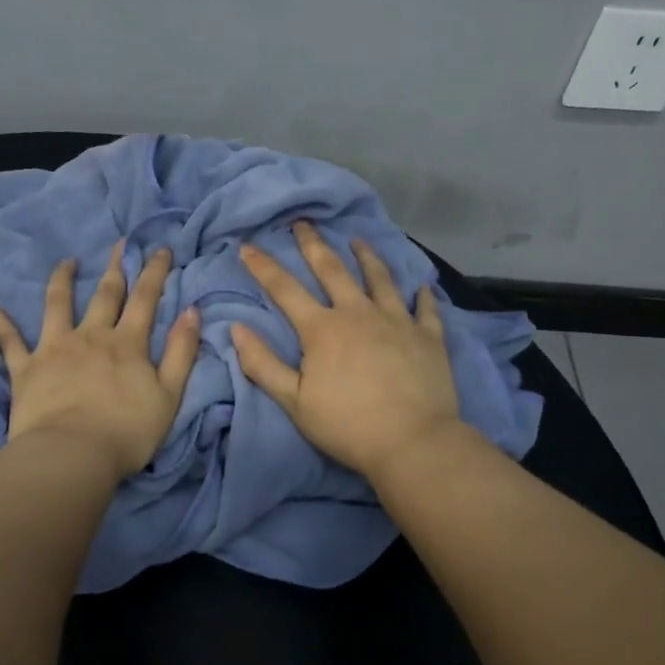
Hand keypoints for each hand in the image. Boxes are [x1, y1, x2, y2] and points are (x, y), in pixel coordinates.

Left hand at [0, 242, 201, 480]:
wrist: (72, 455)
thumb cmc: (127, 431)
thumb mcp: (169, 395)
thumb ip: (182, 352)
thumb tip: (192, 311)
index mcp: (127, 344)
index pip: (146, 300)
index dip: (155, 273)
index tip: (160, 249)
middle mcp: (91, 336)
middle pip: (105, 295)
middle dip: (116, 267)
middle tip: (120, 243)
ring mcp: (55, 348)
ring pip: (57, 305)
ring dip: (62, 281)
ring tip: (65, 262)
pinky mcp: (25, 368)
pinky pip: (10, 342)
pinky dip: (0, 325)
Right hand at [231, 222, 464, 482]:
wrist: (412, 441)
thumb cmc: (346, 424)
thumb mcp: (294, 401)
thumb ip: (263, 364)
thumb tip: (236, 329)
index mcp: (322, 328)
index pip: (285, 289)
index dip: (263, 266)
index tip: (248, 246)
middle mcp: (358, 313)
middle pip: (332, 270)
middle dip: (313, 244)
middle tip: (304, 223)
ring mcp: (397, 320)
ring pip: (379, 278)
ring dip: (366, 256)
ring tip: (358, 239)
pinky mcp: (428, 336)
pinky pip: (424, 307)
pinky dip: (420, 294)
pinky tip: (421, 285)